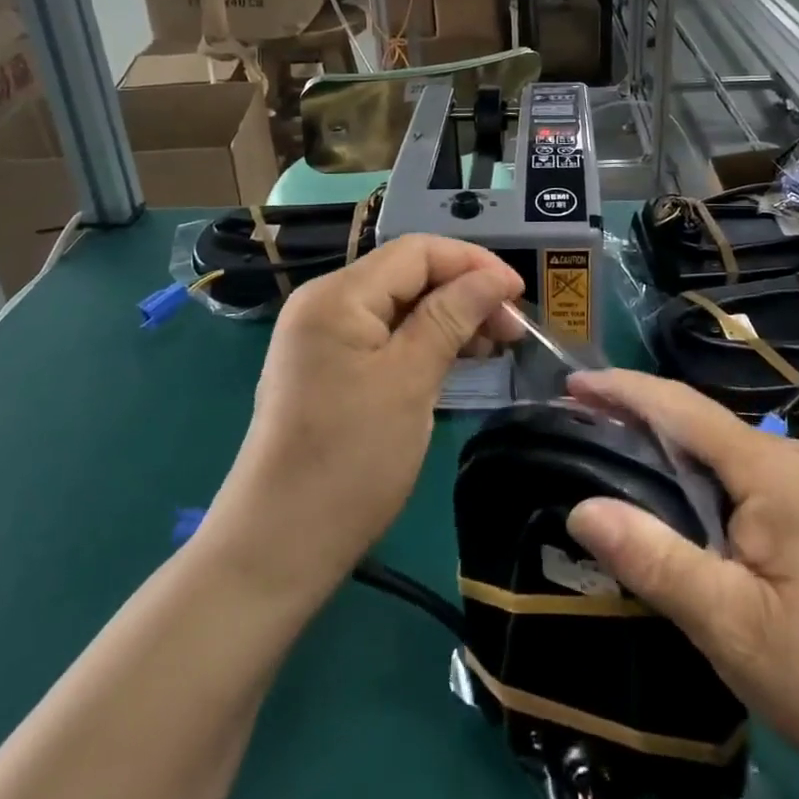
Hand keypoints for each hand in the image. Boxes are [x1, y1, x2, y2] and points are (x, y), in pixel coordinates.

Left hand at [207, 235, 523, 600]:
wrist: (278, 547)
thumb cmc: (350, 460)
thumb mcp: (410, 381)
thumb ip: (452, 316)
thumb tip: (496, 277)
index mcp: (338, 295)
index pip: (417, 251)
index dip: (473, 263)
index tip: (520, 294)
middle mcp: (326, 302)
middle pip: (408, 274)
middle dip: (464, 292)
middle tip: (512, 329)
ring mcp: (324, 336)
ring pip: (400, 305)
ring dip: (449, 317)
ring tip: (494, 345)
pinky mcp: (329, 367)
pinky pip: (385, 335)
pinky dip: (424, 341)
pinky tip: (457, 359)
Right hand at [561, 370, 798, 798]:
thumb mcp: (729, 624)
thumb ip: (654, 559)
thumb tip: (581, 507)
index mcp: (771, 468)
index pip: (682, 408)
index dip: (622, 390)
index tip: (570, 386)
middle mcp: (789, 459)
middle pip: (698, 420)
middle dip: (635, 412)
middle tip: (574, 419)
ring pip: (715, 448)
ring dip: (661, 444)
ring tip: (604, 448)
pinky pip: (734, 475)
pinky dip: (688, 473)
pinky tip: (664, 493)